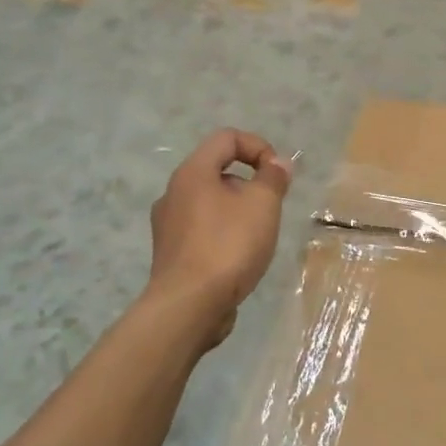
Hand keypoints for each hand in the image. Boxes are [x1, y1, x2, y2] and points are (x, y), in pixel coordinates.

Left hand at [147, 130, 292, 343]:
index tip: (277, 173)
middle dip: (250, 182)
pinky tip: (238, 258)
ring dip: (237, 210)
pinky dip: (223, 234)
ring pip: (209, 202)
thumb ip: (273, 178)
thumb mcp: (262, 205)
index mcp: (192, 172)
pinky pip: (202, 230)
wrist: (188, 307)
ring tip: (257, 235)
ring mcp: (167, 226)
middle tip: (270, 206)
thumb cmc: (228, 246)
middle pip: (217, 170)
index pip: (226, 138)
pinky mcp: (171, 254)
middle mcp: (174, 193)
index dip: (258, 146)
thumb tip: (278, 163)